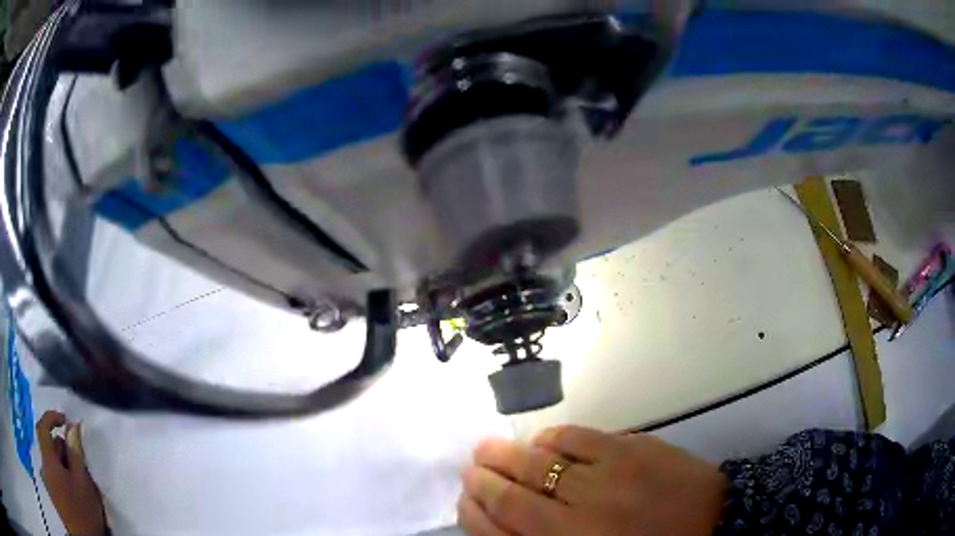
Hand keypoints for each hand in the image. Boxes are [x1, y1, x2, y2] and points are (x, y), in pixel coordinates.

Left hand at [36, 411, 106, 535]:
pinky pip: (56, 477)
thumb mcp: (83, 484)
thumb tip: (73, 426)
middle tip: (80, 464)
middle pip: (50, 447)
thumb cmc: (81, 511)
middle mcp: (45, 463)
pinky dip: (65, 480)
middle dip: (63, 450)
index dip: (51, 416)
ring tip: (81, 485)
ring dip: (65, 468)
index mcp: (49, 457)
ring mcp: (49, 479)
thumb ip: (76, 454)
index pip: (43, 426)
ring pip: (54, 464)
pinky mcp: (55, 493)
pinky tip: (76, 495)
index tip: (65, 418)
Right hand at [458, 426, 727, 535]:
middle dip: (483, 478)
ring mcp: (606, 479)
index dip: (475, 512)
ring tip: (490, 448)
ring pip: (539, 462)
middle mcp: (578, 516)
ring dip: (507, 454)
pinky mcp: (631, 450)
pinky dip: (552, 437)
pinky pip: (579, 437)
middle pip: (513, 492)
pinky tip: (543, 440)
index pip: (501, 528)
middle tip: (470, 467)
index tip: (464, 498)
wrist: (715, 523)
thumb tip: (506, 524)